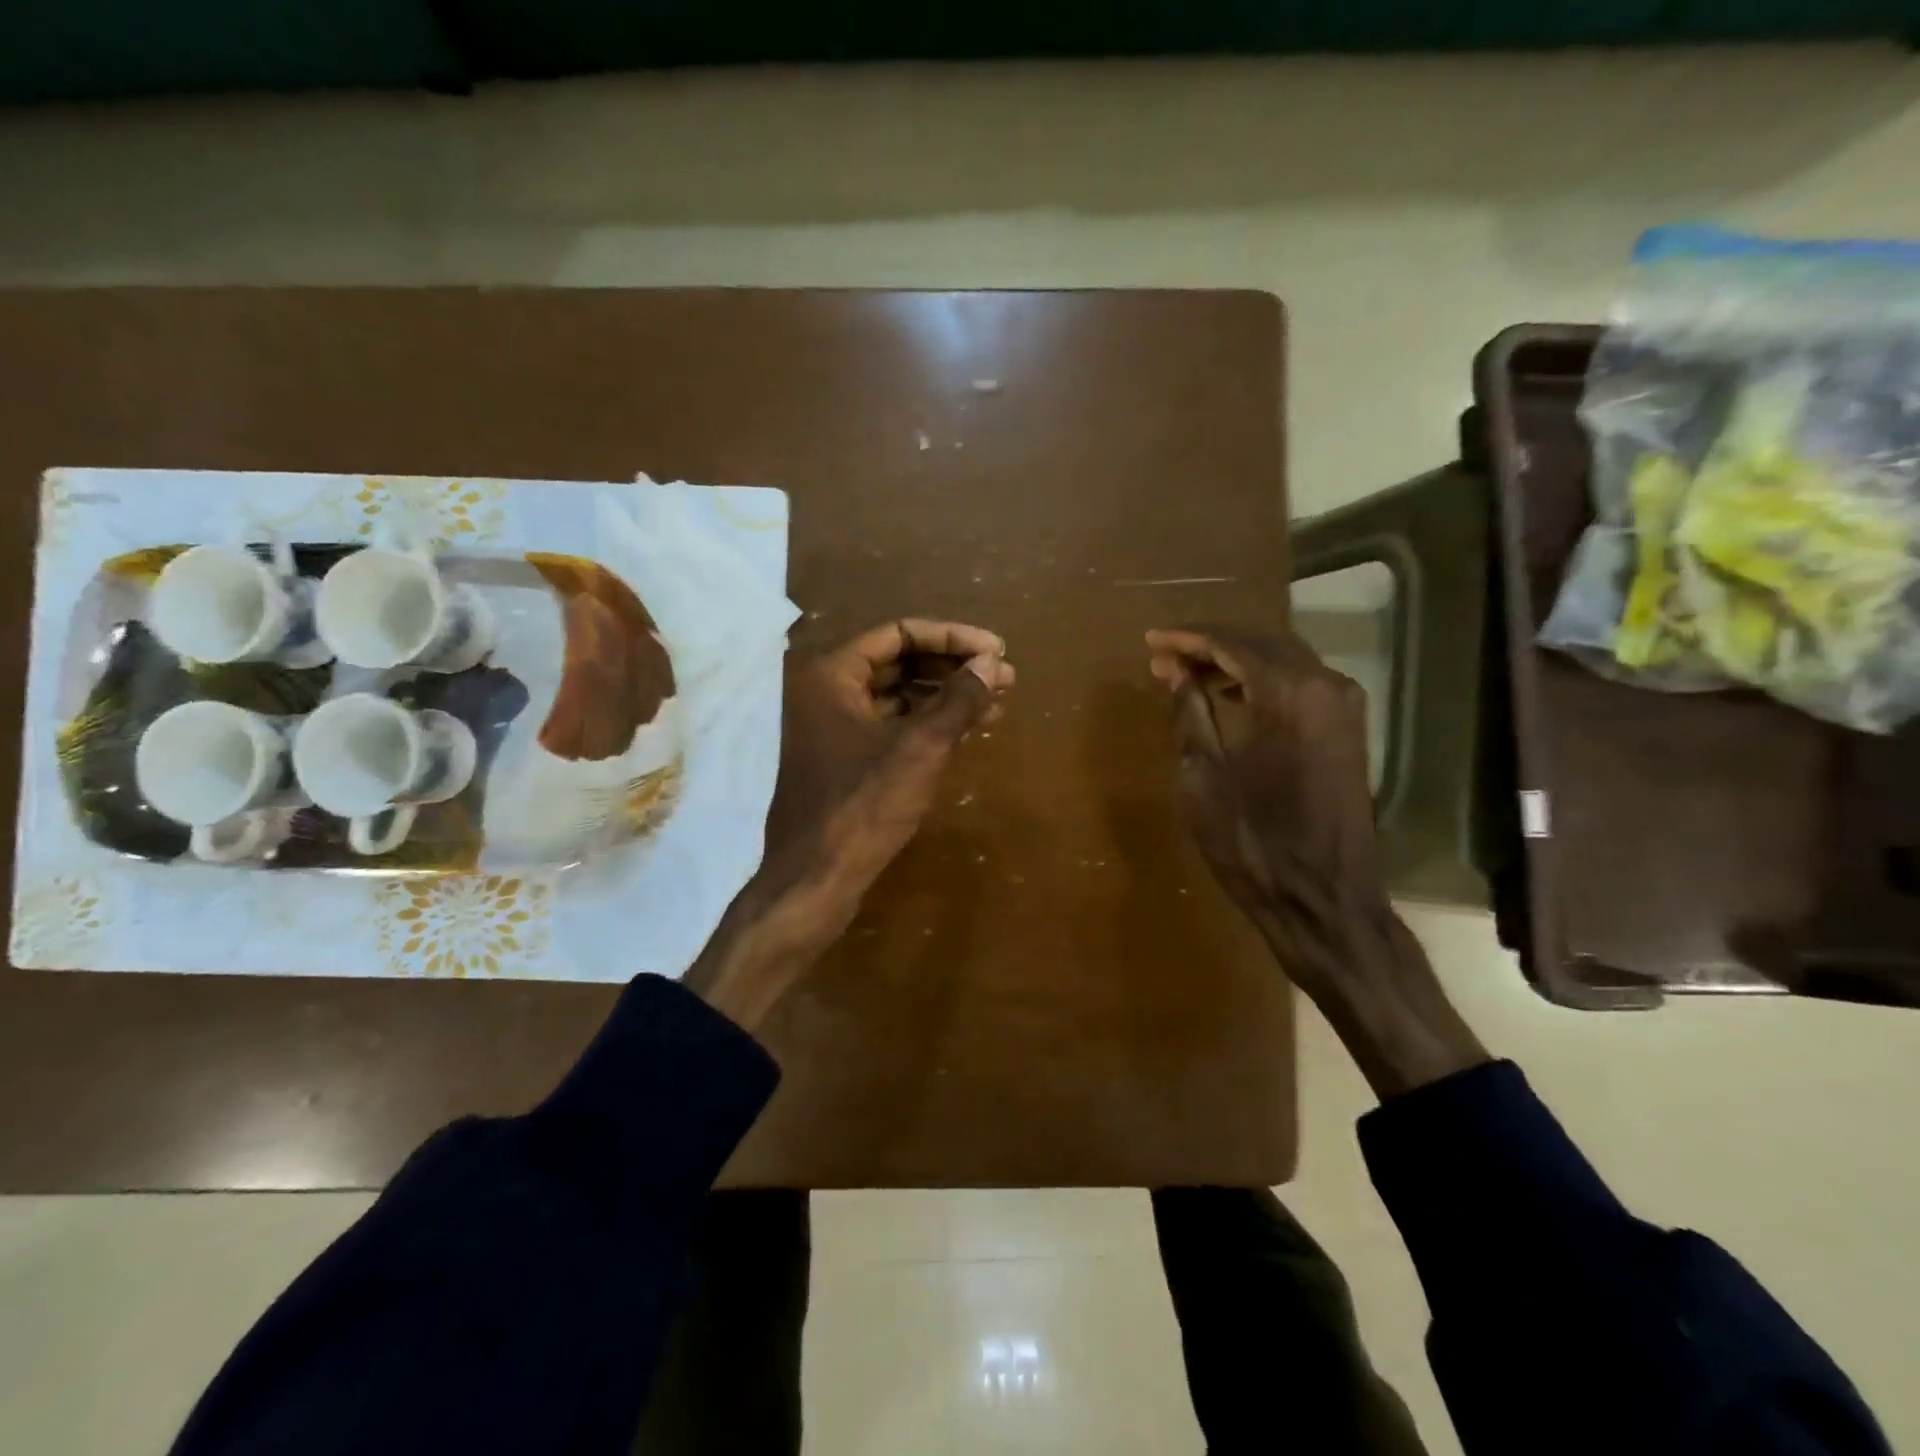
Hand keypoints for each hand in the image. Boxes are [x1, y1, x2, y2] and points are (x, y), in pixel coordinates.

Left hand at [687, 620, 1013, 1028]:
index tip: (996, 651)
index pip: (899, 634)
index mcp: (832, 675)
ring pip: (898, 698)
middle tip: (1003, 678)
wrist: (815, 880)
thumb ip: (958, 699)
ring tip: (996, 704)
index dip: (952, 638)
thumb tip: (992, 663)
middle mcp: (827, 693)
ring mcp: (834, 730)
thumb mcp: (920, 748)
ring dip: (946, 697)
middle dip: (953, 668)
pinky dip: (928, 726)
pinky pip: (892, 728)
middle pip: (899, 662)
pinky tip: (967, 732)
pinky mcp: (845, 762)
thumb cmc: (863, 806)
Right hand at [1146, 625, 1486, 1098]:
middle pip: (1261, 642)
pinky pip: (1300, 684)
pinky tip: (1230, 694)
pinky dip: (1261, 680)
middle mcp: (1326, 686)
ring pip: (1283, 660)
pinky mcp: (1347, 730)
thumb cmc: (1254, 842)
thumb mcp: (1204, 777)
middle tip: (1164, 657)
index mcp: (1290, 693)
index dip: (1187, 639)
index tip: (1151, 642)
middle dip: (1209, 644)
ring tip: (1187, 675)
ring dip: (1234, 660)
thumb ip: (1190, 713)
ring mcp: (1344, 707)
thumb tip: (1175, 671)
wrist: (1324, 901)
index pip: (1232, 643)